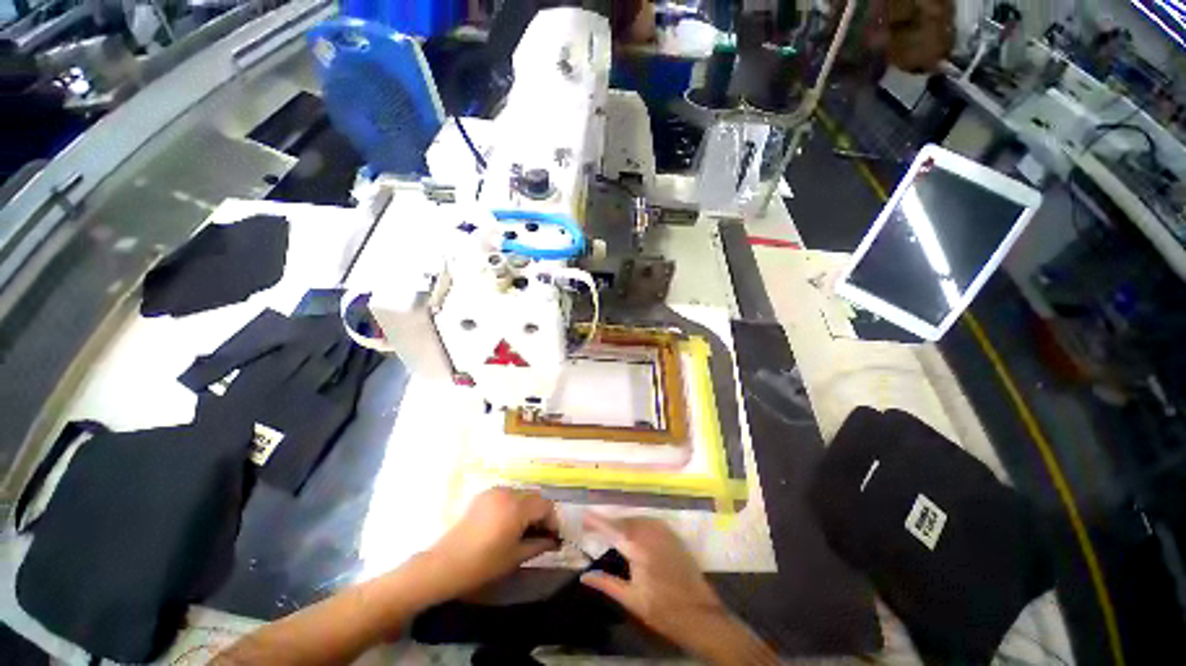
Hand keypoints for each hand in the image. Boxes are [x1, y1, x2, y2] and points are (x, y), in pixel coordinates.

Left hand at [425, 487, 559, 596]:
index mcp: (517, 506)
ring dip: (528, 509)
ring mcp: (494, 491)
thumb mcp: (515, 557)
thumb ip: (539, 544)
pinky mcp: (484, 495)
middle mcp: (508, 492)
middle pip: (535, 497)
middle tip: (541, 535)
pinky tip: (508, 524)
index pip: (546, 506)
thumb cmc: (483, 564)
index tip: (553, 538)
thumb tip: (554, 541)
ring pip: (521, 495)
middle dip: (541, 515)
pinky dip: (514, 506)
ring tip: (524, 530)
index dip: (552, 521)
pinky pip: (507, 495)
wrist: (444, 565)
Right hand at [580, 514, 777, 664]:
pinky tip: (634, 531)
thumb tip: (584, 576)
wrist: (699, 614)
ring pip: (638, 519)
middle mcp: (651, 534)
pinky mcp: (673, 535)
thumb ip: (607, 583)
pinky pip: (650, 522)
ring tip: (612, 529)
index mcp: (639, 548)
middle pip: (625, 521)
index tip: (584, 516)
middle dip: (610, 521)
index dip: (597, 521)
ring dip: (624, 522)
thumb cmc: (663, 610)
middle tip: (595, 526)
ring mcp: (664, 532)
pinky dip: (638, 523)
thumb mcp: (632, 600)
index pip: (613, 529)